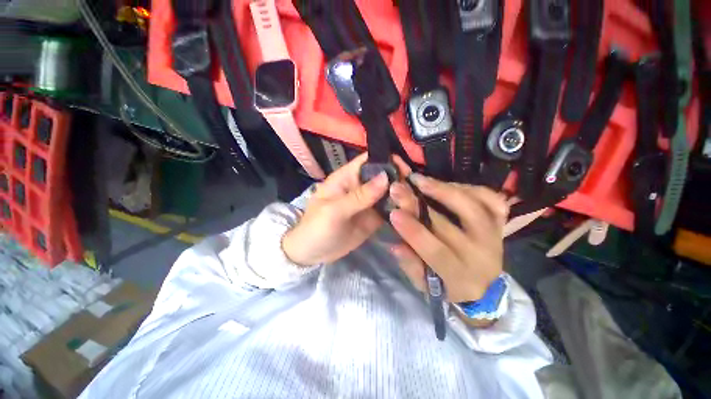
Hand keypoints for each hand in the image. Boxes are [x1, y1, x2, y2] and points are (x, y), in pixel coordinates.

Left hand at [282, 154, 410, 265]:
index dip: (386, 160)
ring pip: (389, 193)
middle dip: (399, 179)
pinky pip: (389, 210)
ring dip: (401, 195)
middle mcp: (360, 187)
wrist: (311, 254)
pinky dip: (399, 209)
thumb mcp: (334, 211)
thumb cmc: (316, 228)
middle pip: (383, 176)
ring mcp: (368, 203)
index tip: (406, 169)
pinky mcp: (373, 218)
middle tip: (413, 190)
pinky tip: (410, 213)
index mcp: (346, 178)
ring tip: (413, 203)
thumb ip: (359, 196)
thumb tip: (385, 177)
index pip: (368, 161)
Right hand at [388, 174, 508, 302]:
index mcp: (460, 276)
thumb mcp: (424, 284)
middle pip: (450, 225)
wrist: (484, 288)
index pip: (436, 251)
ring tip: (419, 180)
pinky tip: (447, 184)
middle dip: (419, 204)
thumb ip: (410, 265)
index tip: (393, 213)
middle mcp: (482, 255)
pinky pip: (490, 198)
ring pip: (473, 206)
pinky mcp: (500, 222)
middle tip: (399, 188)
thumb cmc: (448, 286)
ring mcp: (495, 235)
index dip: (414, 231)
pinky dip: (468, 187)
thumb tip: (395, 245)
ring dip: (443, 189)